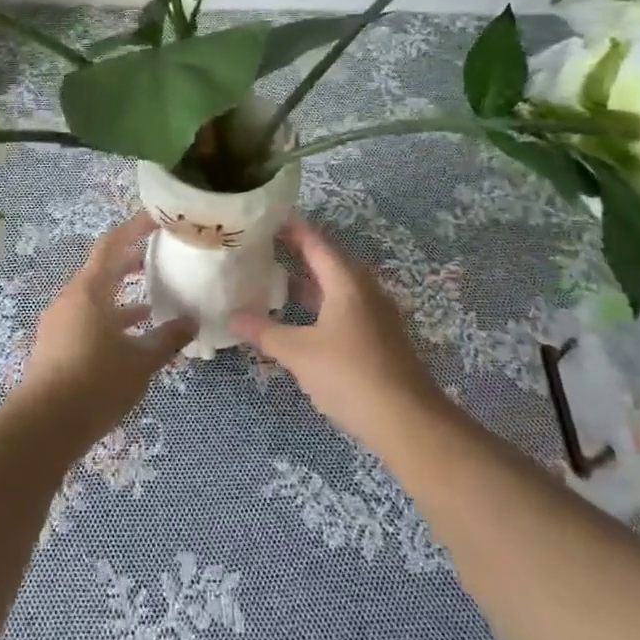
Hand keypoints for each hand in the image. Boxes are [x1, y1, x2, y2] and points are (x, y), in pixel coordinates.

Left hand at [12, 213, 197, 451]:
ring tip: (154, 301)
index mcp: (89, 290)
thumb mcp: (141, 362)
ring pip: (96, 297)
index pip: (112, 244)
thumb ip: (168, 338)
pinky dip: (111, 319)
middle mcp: (71, 298)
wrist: (43, 427)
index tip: (157, 219)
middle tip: (160, 257)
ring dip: (123, 296)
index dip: (134, 228)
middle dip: (131, 262)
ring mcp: (60, 322)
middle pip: (102, 269)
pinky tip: (131, 337)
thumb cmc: (95, 383)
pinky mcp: (56, 345)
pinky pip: (87, 319)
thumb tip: (192, 321)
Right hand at [231, 217, 443, 447]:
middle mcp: (365, 291)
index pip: (316, 243)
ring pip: (338, 289)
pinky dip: (322, 306)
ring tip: (277, 283)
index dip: (292, 228)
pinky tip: (303, 322)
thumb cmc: (350, 375)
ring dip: (311, 284)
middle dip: (299, 255)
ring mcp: (377, 316)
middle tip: (265, 249)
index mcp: (346, 282)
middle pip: (329, 263)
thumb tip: (231, 317)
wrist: (408, 421)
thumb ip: (265, 332)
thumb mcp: (299, 353)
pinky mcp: (381, 339)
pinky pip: (346, 310)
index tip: (268, 217)